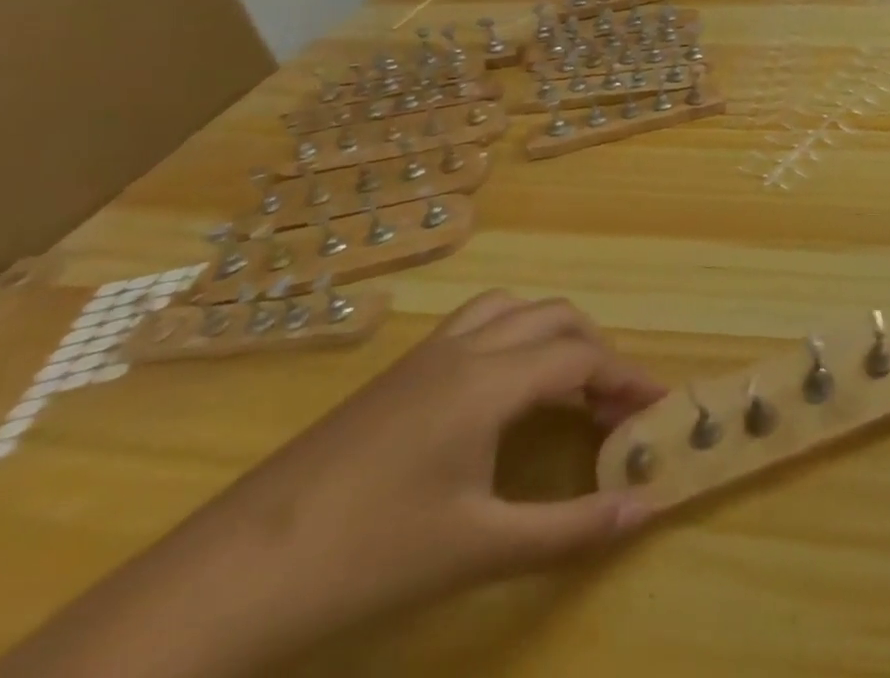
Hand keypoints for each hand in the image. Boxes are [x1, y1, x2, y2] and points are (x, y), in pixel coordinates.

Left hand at [214, 291, 663, 613]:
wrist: (229, 580)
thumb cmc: (367, 559)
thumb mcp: (479, 549)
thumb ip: (571, 528)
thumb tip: (648, 509)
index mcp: (491, 379)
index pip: (583, 357)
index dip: (629, 378)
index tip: (660, 407)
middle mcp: (466, 348)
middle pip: (554, 318)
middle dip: (596, 351)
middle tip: (615, 405)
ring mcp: (425, 356)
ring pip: (512, 310)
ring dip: (551, 335)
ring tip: (565, 387)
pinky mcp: (396, 375)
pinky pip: (475, 326)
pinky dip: (511, 339)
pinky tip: (500, 393)